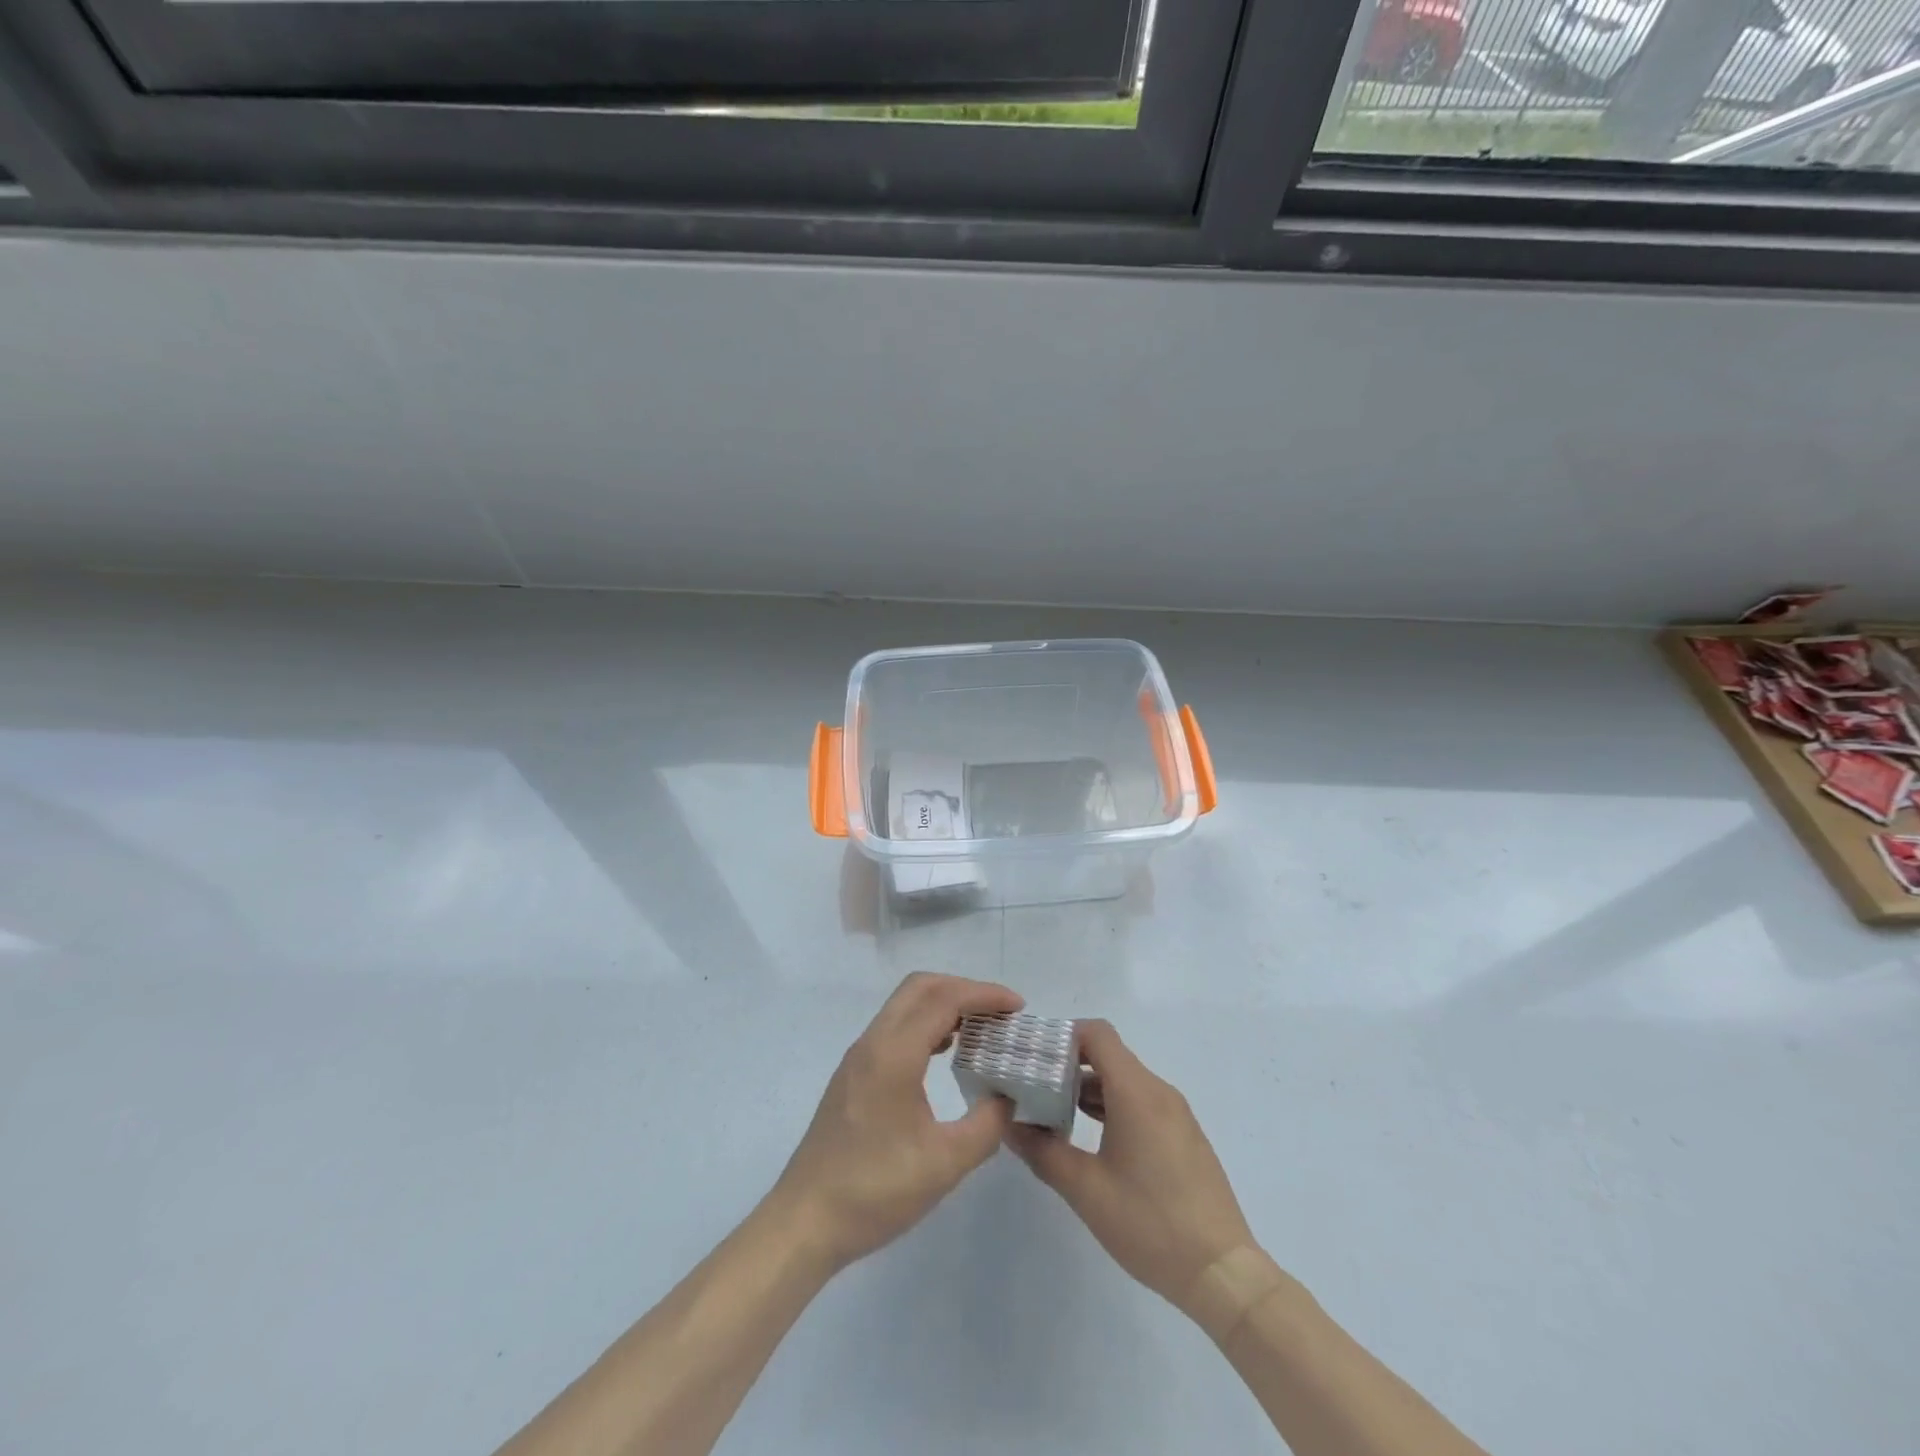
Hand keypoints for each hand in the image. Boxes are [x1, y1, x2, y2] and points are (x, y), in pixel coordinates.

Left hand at [767, 973, 1022, 1272]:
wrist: (805, 1221)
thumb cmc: (874, 1191)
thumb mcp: (944, 1164)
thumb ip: (987, 1125)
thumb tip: (1008, 1096)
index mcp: (894, 1053)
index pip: (944, 999)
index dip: (984, 995)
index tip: (1018, 1007)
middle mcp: (873, 1042)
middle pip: (921, 987)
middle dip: (965, 989)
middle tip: (1000, 1013)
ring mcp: (859, 1057)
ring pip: (905, 1005)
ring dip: (944, 1004)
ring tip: (981, 1029)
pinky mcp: (853, 1074)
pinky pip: (895, 1027)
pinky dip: (926, 1024)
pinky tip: (946, 1052)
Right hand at [1006, 1020, 1257, 1322]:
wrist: (1223, 1273)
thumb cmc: (1150, 1223)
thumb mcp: (1086, 1190)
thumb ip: (1043, 1151)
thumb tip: (1009, 1125)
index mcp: (1136, 1092)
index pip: (1097, 1034)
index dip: (1063, 1036)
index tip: (1034, 1057)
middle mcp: (1159, 1092)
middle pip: (1110, 1055)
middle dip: (1070, 1065)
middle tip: (1034, 1087)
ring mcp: (1176, 1114)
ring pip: (1125, 1080)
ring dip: (1090, 1089)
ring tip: (1055, 1113)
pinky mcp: (1184, 1136)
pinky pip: (1142, 1102)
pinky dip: (1113, 1106)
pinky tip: (1092, 1137)